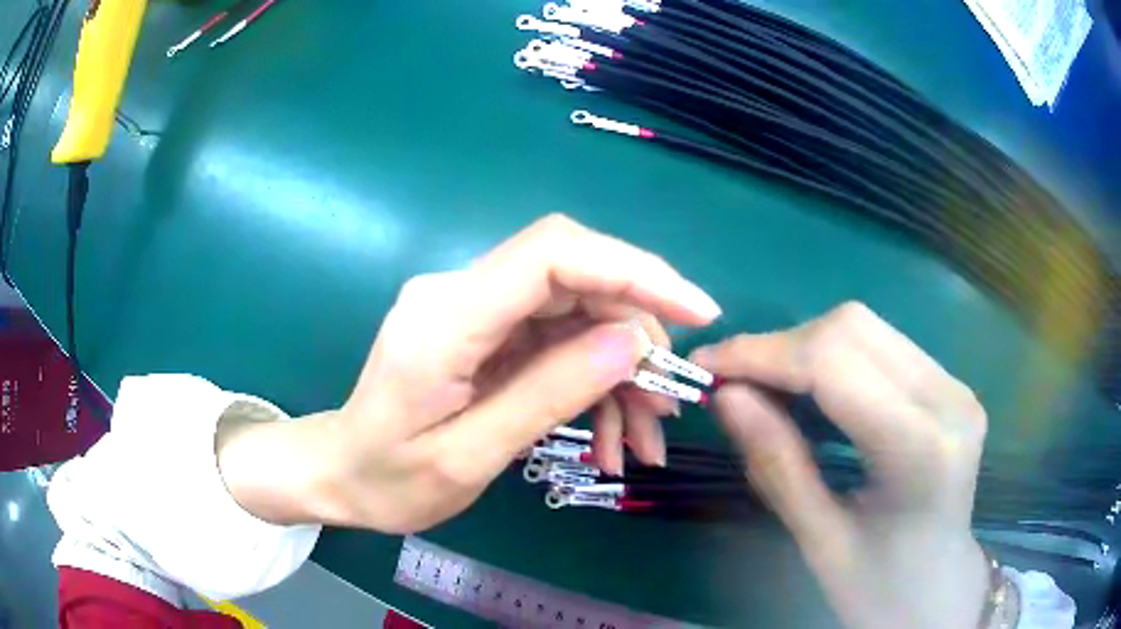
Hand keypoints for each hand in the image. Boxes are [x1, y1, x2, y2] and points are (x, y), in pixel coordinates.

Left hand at [217, 215, 719, 531]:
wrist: (341, 473)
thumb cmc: (388, 480)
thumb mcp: (468, 457)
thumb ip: (547, 394)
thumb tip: (630, 341)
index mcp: (446, 318)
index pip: (554, 254)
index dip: (634, 269)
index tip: (696, 312)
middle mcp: (461, 292)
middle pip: (576, 278)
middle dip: (637, 336)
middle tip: (668, 404)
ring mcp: (474, 309)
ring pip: (577, 311)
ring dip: (621, 369)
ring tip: (643, 437)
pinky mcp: (486, 330)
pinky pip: (557, 339)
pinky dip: (594, 381)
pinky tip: (610, 435)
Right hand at [690, 302, 989, 628]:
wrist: (940, 590)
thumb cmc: (880, 587)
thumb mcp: (820, 542)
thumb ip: (776, 465)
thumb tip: (724, 395)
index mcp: (921, 449)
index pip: (834, 364)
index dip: (761, 354)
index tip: (705, 365)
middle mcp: (948, 398)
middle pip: (851, 328)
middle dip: (780, 347)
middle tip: (732, 381)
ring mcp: (955, 385)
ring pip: (865, 327)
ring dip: (804, 347)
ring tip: (764, 385)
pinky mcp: (950, 385)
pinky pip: (881, 346)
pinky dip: (832, 356)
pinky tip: (810, 390)